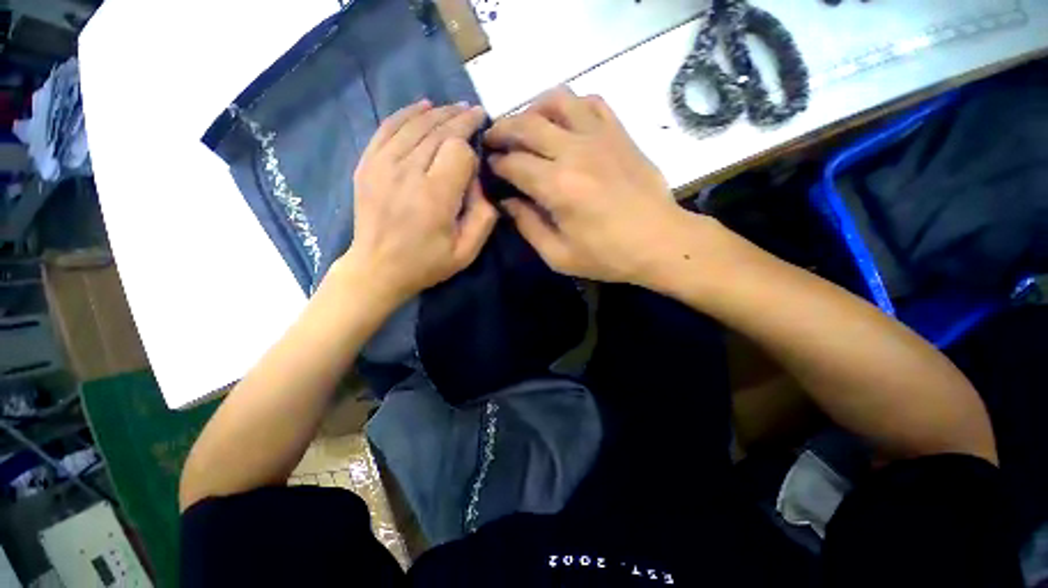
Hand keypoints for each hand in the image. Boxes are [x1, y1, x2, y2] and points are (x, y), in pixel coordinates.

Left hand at [340, 100, 497, 304]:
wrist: (377, 268)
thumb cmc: (427, 263)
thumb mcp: (467, 252)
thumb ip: (483, 216)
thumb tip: (481, 182)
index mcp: (435, 196)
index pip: (458, 151)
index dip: (472, 148)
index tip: (479, 153)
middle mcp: (407, 173)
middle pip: (438, 131)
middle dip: (460, 119)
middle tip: (476, 113)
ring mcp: (382, 165)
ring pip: (415, 124)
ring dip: (439, 113)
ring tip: (456, 109)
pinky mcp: (368, 164)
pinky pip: (388, 127)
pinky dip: (407, 113)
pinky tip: (423, 106)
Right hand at [484, 87, 683, 283]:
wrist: (660, 241)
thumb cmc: (608, 255)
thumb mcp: (559, 255)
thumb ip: (528, 226)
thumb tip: (507, 203)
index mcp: (557, 187)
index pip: (513, 163)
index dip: (495, 164)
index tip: (489, 168)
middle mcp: (574, 152)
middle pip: (526, 125)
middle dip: (501, 130)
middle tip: (492, 140)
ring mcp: (600, 137)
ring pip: (557, 101)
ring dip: (533, 109)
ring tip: (525, 126)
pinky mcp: (619, 133)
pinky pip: (591, 102)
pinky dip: (571, 106)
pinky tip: (565, 122)